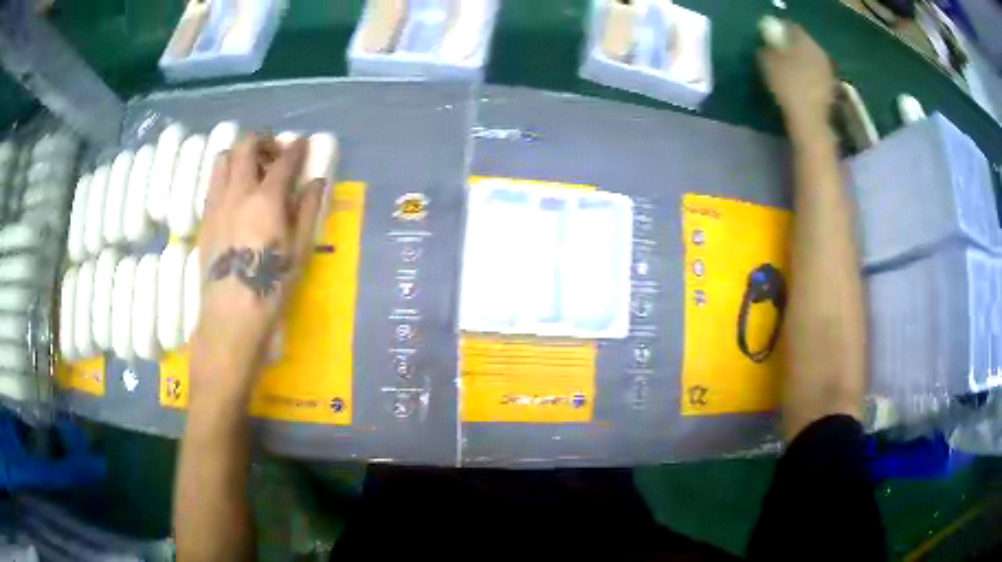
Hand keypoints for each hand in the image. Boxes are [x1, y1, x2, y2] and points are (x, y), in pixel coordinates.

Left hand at [190, 133, 322, 400]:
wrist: (229, 317)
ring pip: (223, 158)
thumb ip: (306, 210)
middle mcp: (238, 192)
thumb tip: (316, 182)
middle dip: (264, 140)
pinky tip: (235, 194)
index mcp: (266, 199)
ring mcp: (217, 203)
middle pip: (247, 146)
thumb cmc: (270, 287)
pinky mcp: (205, 218)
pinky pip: (213, 182)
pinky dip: (225, 174)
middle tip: (275, 153)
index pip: (284, 160)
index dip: (296, 148)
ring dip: (240, 154)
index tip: (303, 143)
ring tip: (251, 170)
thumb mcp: (298, 251)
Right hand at [758, 23, 835, 130]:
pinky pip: (816, 75)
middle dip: (792, 48)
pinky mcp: (831, 90)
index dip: (779, 32)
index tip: (770, 40)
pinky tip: (800, 86)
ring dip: (801, 63)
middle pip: (804, 44)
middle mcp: (820, 53)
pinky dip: (808, 77)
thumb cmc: (788, 88)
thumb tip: (768, 43)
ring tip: (789, 72)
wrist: (810, 123)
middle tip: (779, 56)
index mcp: (806, 42)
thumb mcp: (767, 62)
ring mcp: (828, 72)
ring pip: (811, 60)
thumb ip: (767, 47)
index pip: (792, 28)